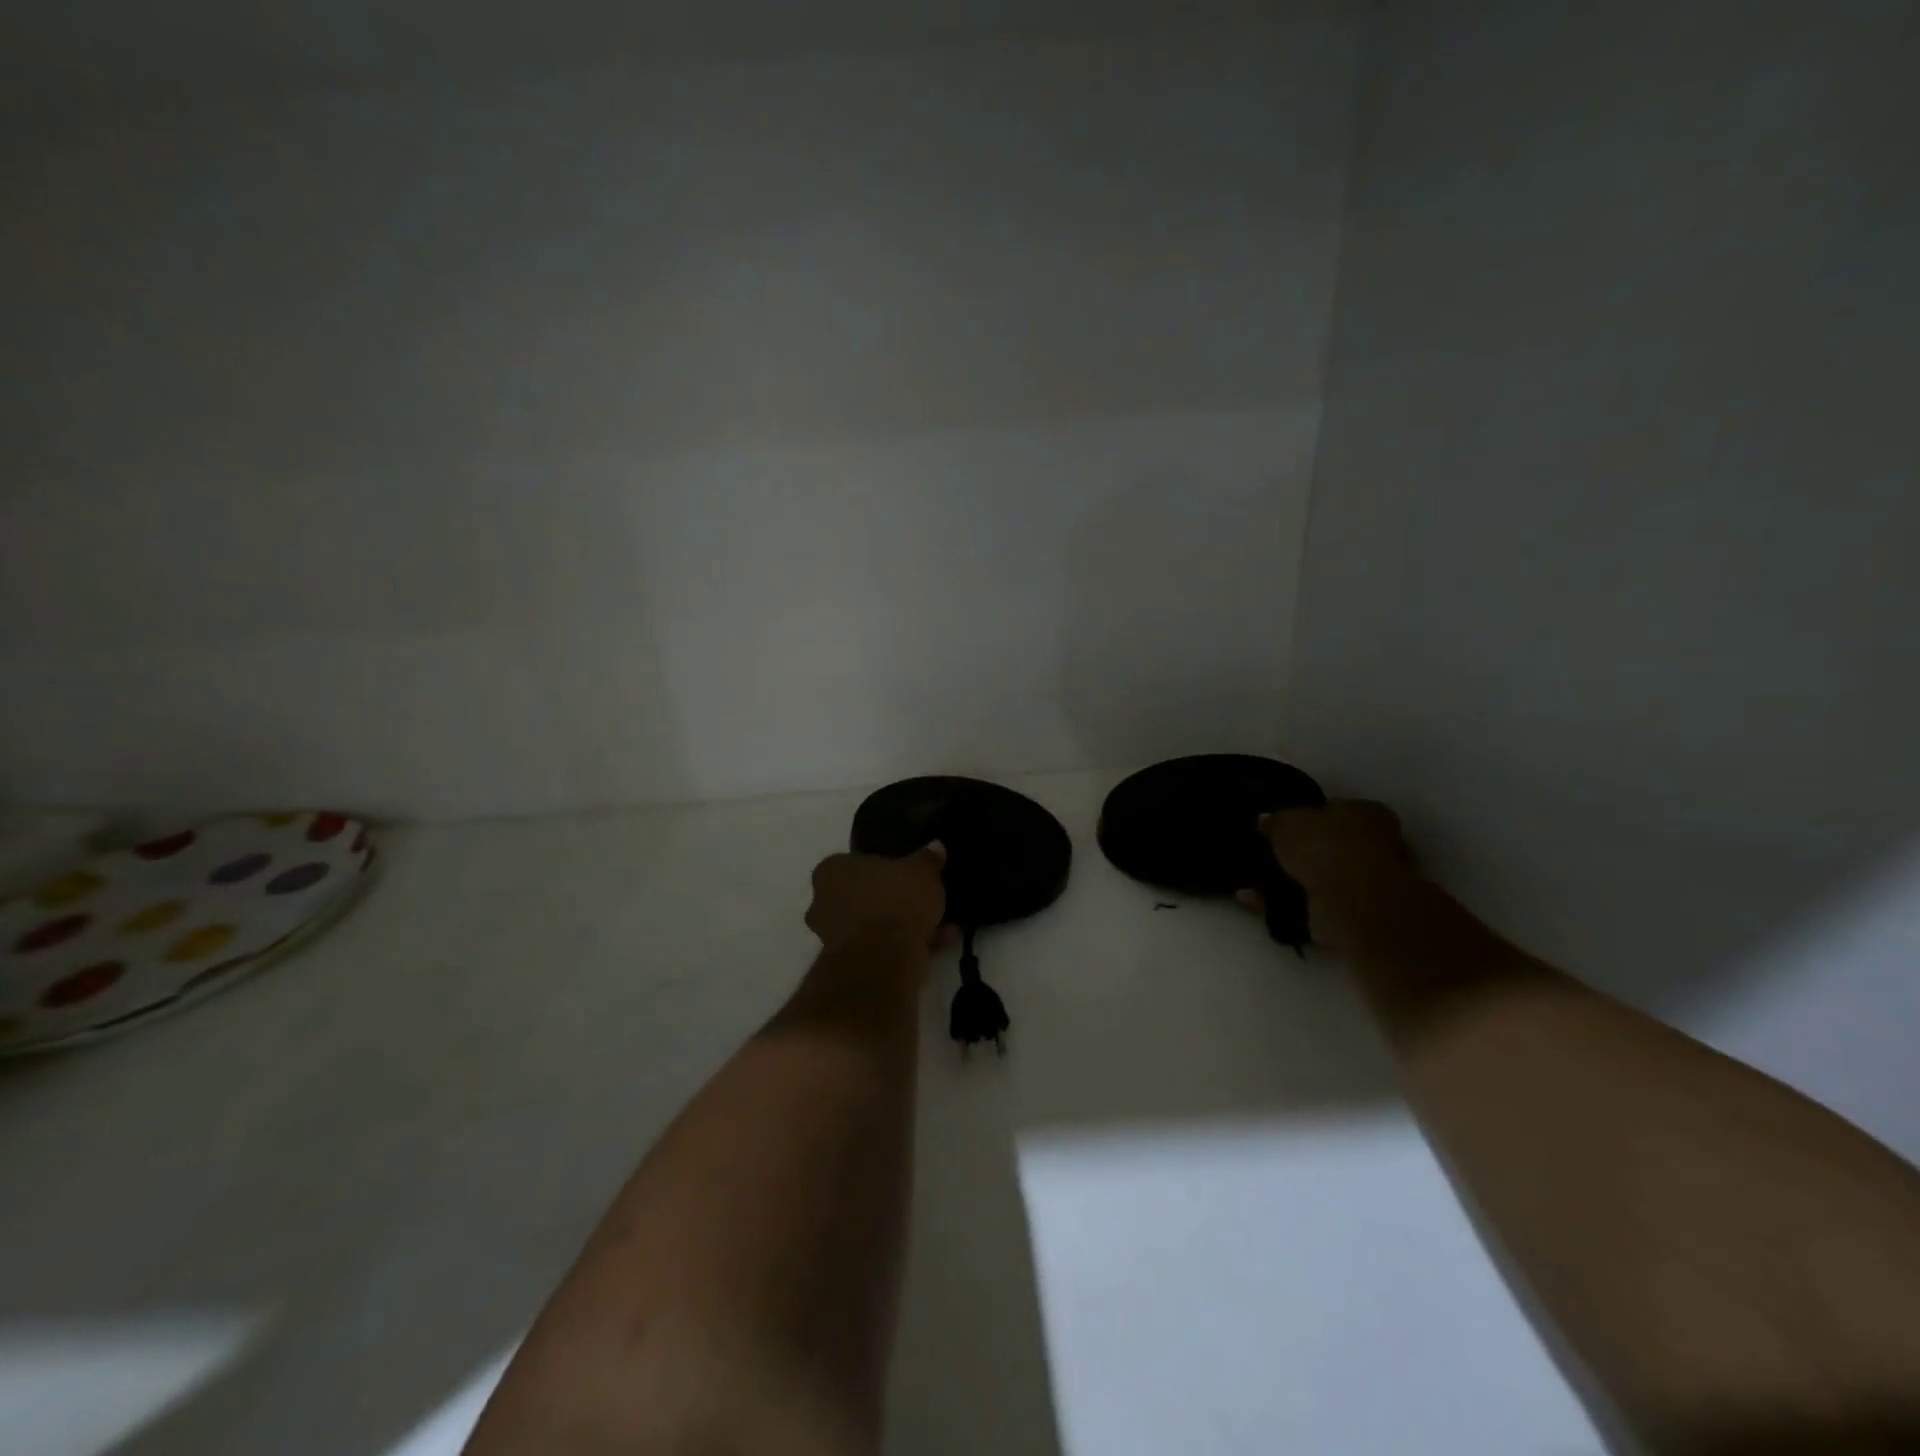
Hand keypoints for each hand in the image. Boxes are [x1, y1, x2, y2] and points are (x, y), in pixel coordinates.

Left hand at [806, 843, 949, 952]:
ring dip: (902, 925)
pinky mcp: (849, 964)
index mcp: (832, 871)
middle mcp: (823, 901)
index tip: (905, 874)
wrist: (883, 958)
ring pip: (873, 924)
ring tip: (940, 925)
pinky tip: (938, 944)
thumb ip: (928, 858)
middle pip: (863, 895)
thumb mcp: (922, 871)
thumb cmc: (895, 899)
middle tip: (921, 900)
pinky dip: (906, 945)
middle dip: (891, 900)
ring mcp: (833, 935)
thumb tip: (936, 846)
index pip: (854, 862)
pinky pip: (880, 947)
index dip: (882, 868)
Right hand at [1247, 801, 1417, 952]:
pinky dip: (1289, 902)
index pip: (1333, 808)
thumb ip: (1277, 821)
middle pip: (1331, 844)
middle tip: (1270, 854)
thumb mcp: (1288, 823)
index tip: (1281, 827)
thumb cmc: (1326, 849)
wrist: (1355, 907)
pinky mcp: (1359, 914)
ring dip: (1293, 879)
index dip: (1306, 816)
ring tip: (1259, 881)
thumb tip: (1267, 820)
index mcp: (1367, 812)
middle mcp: (1377, 844)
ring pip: (1323, 876)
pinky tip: (1259, 901)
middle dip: (1302, 851)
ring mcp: (1371, 882)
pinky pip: (1315, 903)